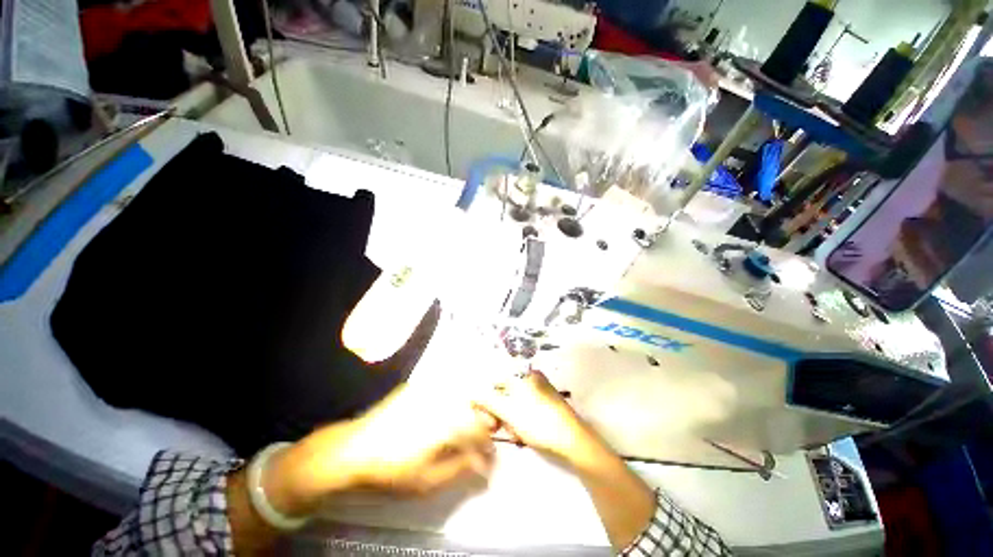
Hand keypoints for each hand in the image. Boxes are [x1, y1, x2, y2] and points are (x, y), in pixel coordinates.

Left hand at [264, 385, 495, 516]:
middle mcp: (444, 398)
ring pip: (462, 393)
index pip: (481, 430)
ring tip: (468, 427)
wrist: (353, 450)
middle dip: (485, 420)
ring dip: (471, 409)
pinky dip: (454, 400)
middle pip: (477, 402)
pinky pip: (445, 388)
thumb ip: (461, 468)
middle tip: (483, 438)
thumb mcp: (428, 480)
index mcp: (449, 421)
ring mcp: (430, 389)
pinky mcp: (417, 387)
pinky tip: (449, 412)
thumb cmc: (392, 470)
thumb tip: (483, 464)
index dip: (488, 445)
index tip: (489, 458)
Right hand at [473, 371, 590, 462]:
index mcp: (522, 374)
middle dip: (497, 411)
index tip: (486, 421)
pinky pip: (523, 406)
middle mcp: (529, 377)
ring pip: (512, 401)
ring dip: (507, 418)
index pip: (494, 382)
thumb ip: (488, 401)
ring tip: (514, 433)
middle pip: (503, 392)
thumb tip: (470, 393)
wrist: (575, 441)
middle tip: (496, 429)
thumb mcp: (510, 413)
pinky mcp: (544, 400)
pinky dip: (518, 418)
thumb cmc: (540, 423)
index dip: (486, 402)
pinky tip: (522, 432)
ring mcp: (538, 388)